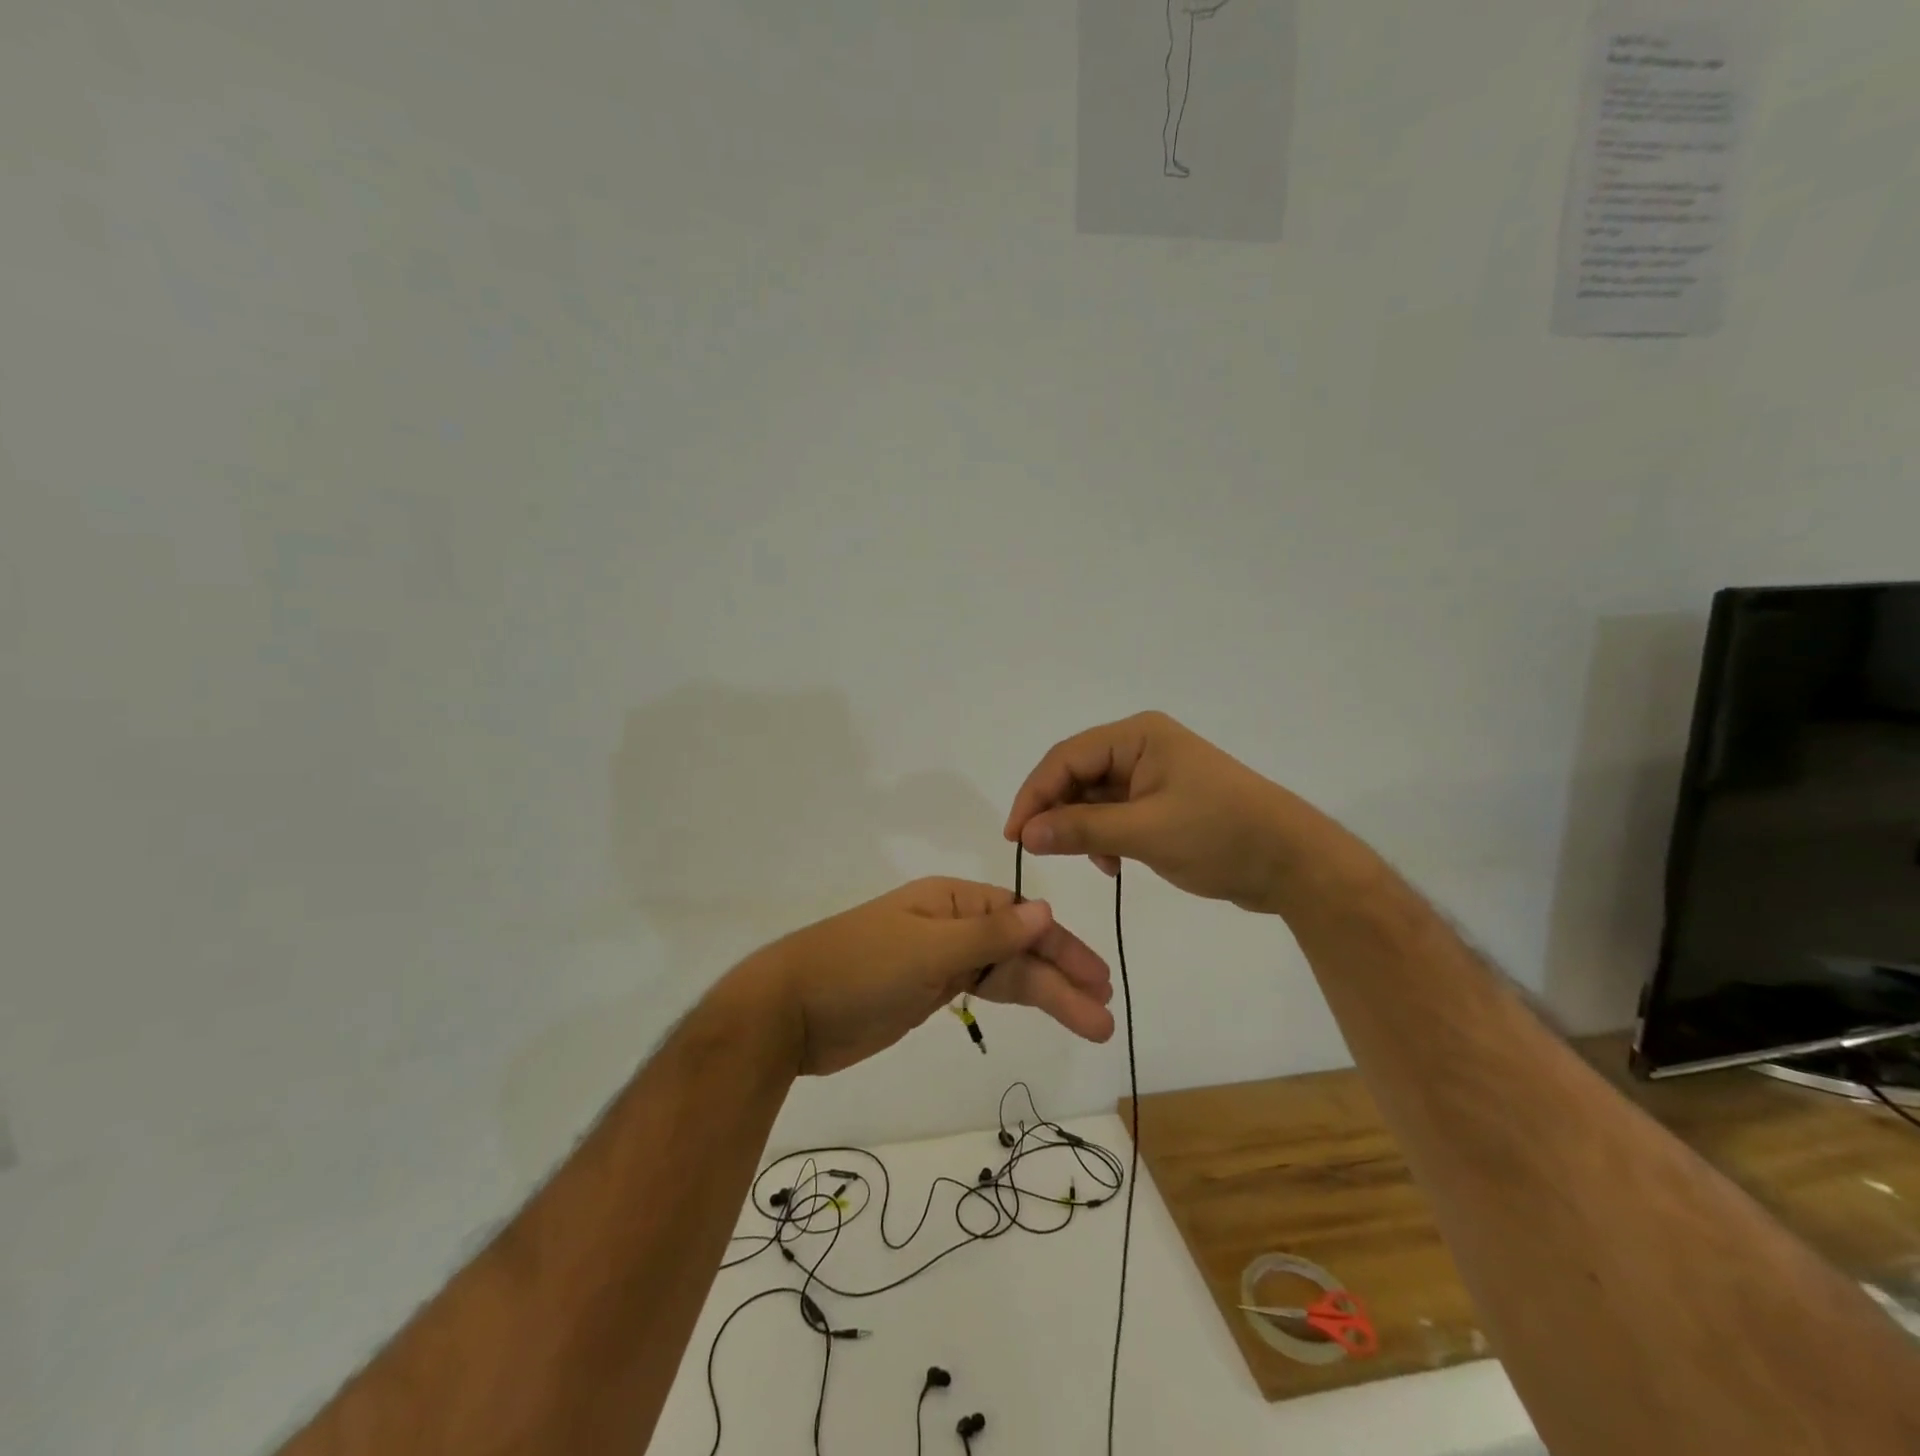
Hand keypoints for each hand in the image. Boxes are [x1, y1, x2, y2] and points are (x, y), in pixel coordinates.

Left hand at [740, 878, 1114, 1076]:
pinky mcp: (928, 992)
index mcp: (951, 901)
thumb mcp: (927, 949)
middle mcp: (951, 924)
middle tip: (1104, 1014)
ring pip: (1005, 974)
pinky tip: (1040, 1009)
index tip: (1096, 978)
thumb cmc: (859, 969)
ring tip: (1090, 1024)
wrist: (789, 1012)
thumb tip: (1044, 910)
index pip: (1020, 917)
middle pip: (1018, 948)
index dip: (1060, 946)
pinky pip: (982, 990)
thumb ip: (989, 935)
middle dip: (1061, 979)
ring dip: (1046, 996)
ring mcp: (940, 959)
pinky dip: (1013, 1000)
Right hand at [1003, 711, 1308, 913]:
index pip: (1066, 758)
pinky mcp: (1163, 801)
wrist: (1293, 864)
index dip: (1035, 795)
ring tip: (1098, 863)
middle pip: (1077, 775)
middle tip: (1043, 851)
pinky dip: (1106, 837)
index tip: (1016, 836)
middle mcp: (1141, 746)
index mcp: (1137, 736)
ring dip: (1084, 829)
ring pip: (1094, 797)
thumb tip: (1026, 833)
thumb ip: (1082, 830)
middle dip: (1059, 813)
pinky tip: (1114, 864)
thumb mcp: (1145, 833)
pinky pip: (1116, 813)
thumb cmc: (1220, 836)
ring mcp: (1153, 774)